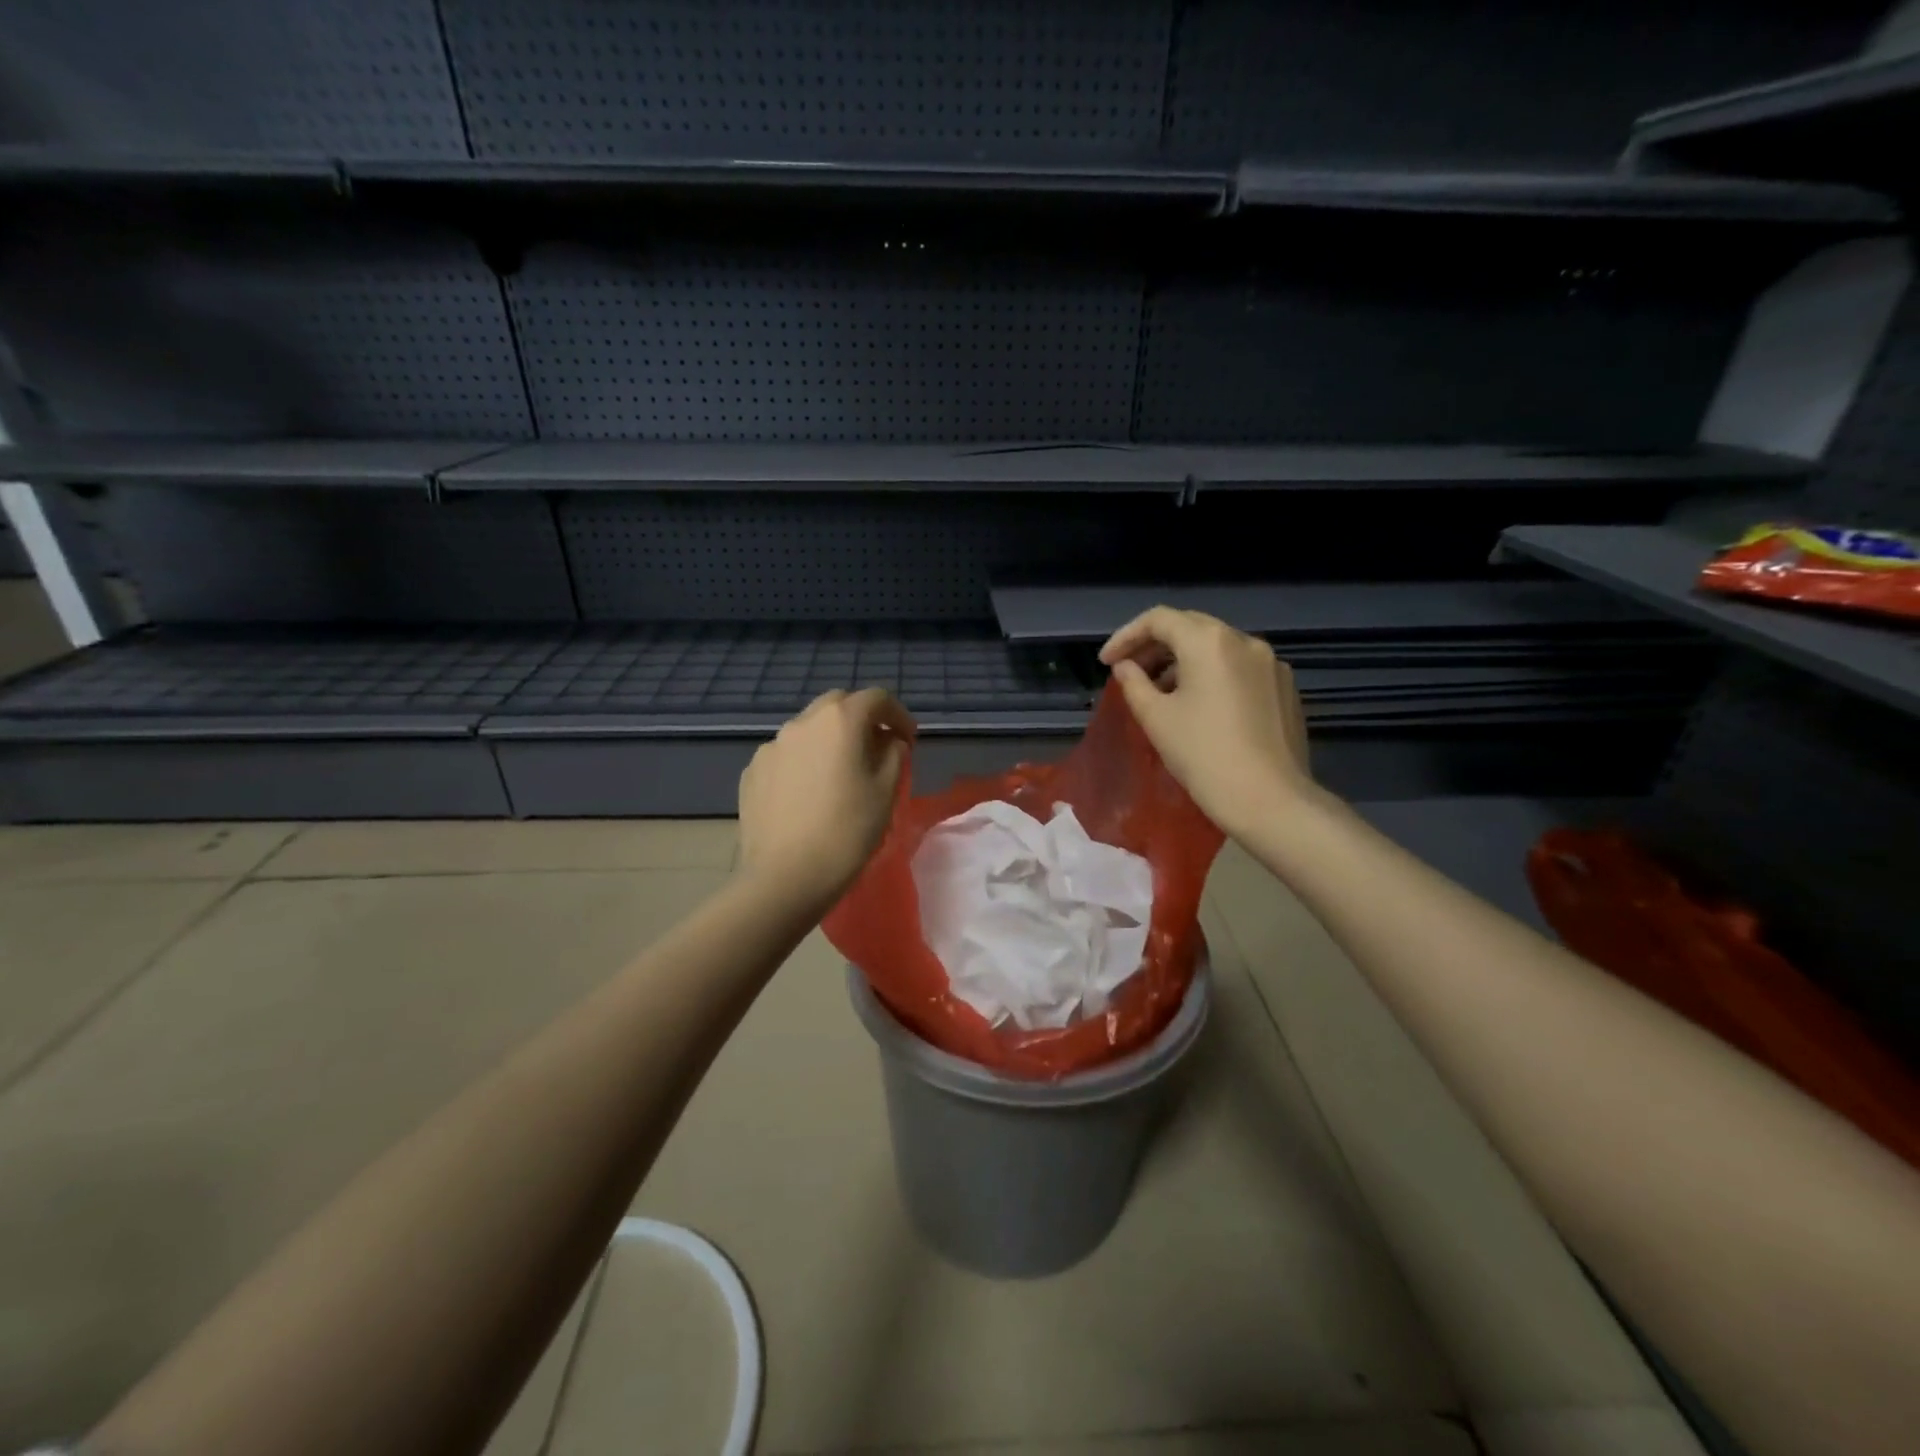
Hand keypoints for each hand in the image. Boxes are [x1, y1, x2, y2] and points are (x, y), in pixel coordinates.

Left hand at [738, 688, 915, 904]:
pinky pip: (786, 755)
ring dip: (829, 739)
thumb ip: (894, 754)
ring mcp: (771, 746)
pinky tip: (809, 793)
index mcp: (839, 720)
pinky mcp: (752, 772)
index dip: (898, 715)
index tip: (908, 740)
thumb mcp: (886, 791)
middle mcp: (801, 722)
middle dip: (861, 718)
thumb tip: (888, 741)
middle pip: (837, 704)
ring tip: (840, 772)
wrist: (785, 877)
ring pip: (808, 729)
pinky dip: (804, 761)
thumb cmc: (847, 831)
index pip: (876, 698)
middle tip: (876, 747)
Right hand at [1099, 607, 1313, 838]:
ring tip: (1161, 691)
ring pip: (1217, 647)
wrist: (1268, 799)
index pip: (1159, 619)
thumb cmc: (1203, 755)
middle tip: (1129, 671)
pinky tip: (1201, 705)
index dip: (1126, 636)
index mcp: (1209, 641)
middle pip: (1190, 627)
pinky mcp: (1285, 687)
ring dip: (1184, 660)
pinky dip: (1213, 675)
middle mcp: (1245, 640)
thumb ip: (1134, 683)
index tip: (1106, 663)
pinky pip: (1240, 668)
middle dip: (1155, 645)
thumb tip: (1126, 667)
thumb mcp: (1156, 718)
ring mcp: (1271, 663)